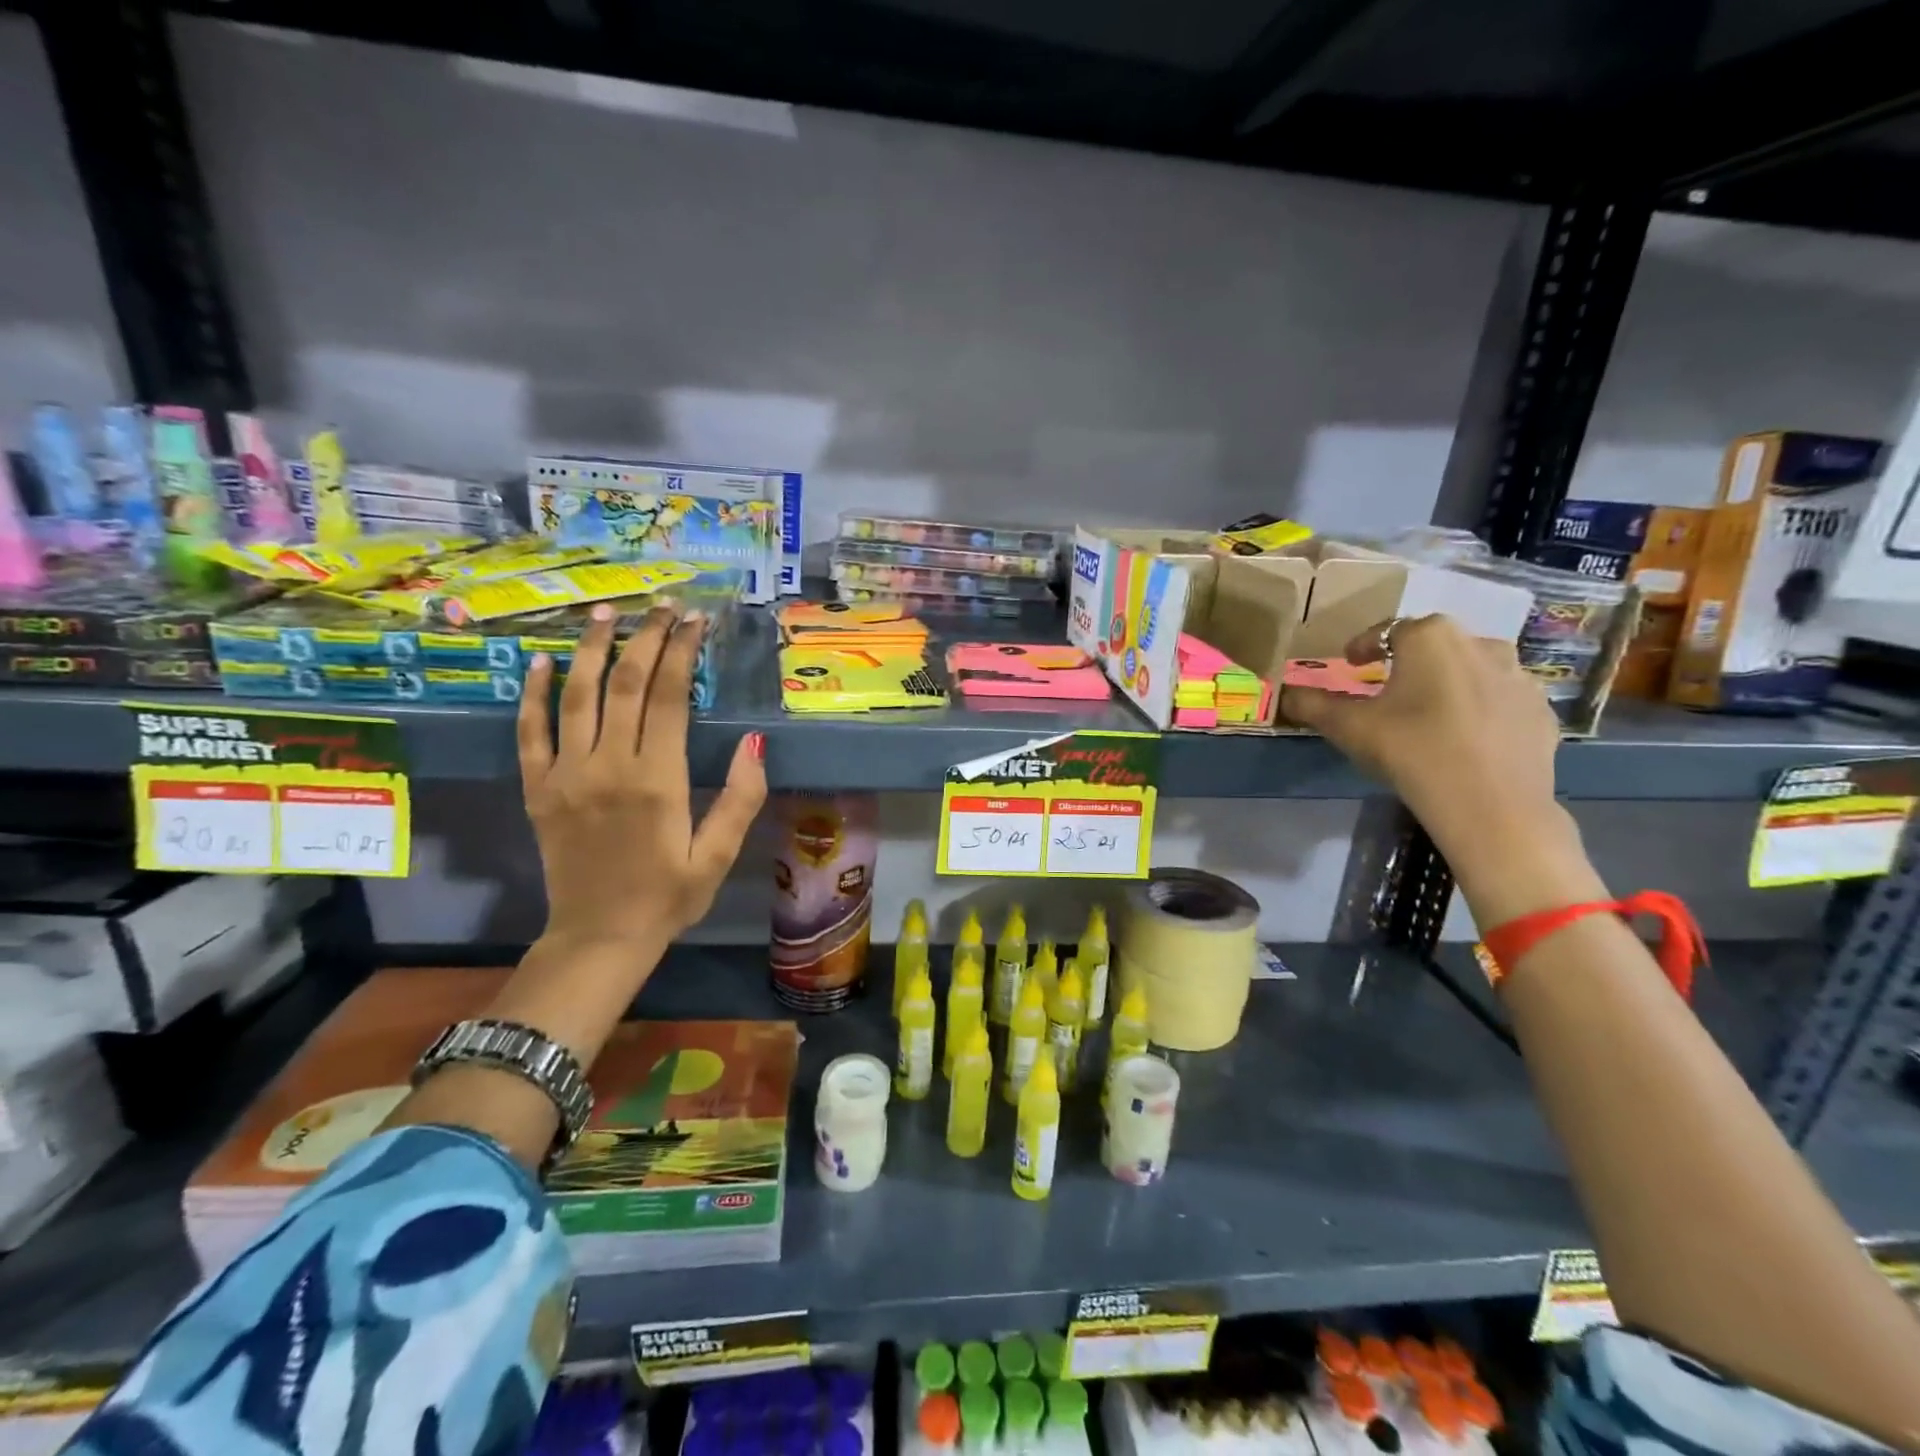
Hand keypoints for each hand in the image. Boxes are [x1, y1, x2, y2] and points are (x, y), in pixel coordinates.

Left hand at [516, 604, 766, 954]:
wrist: (599, 937)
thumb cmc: (668, 897)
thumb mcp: (718, 855)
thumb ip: (740, 797)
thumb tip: (755, 742)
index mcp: (656, 780)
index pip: (667, 697)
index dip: (681, 652)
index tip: (693, 621)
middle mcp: (607, 766)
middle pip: (625, 685)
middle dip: (645, 639)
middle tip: (662, 606)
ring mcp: (566, 775)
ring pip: (578, 697)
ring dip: (593, 650)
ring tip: (607, 613)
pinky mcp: (539, 789)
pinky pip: (530, 733)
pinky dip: (533, 695)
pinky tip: (540, 663)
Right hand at [1285, 614, 1602, 922]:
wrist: (1491, 805)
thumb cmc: (1411, 750)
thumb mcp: (1348, 727)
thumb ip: (1314, 705)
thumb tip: (1286, 694)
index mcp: (1431, 638)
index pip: (1388, 630)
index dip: (1364, 646)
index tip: (1351, 663)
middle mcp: (1480, 644)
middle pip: (1434, 645)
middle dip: (1409, 662)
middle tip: (1387, 690)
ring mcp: (1519, 678)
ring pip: (1472, 670)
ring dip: (1448, 683)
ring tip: (1427, 714)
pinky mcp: (1541, 712)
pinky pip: (1500, 701)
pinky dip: (1479, 710)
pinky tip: (1463, 739)